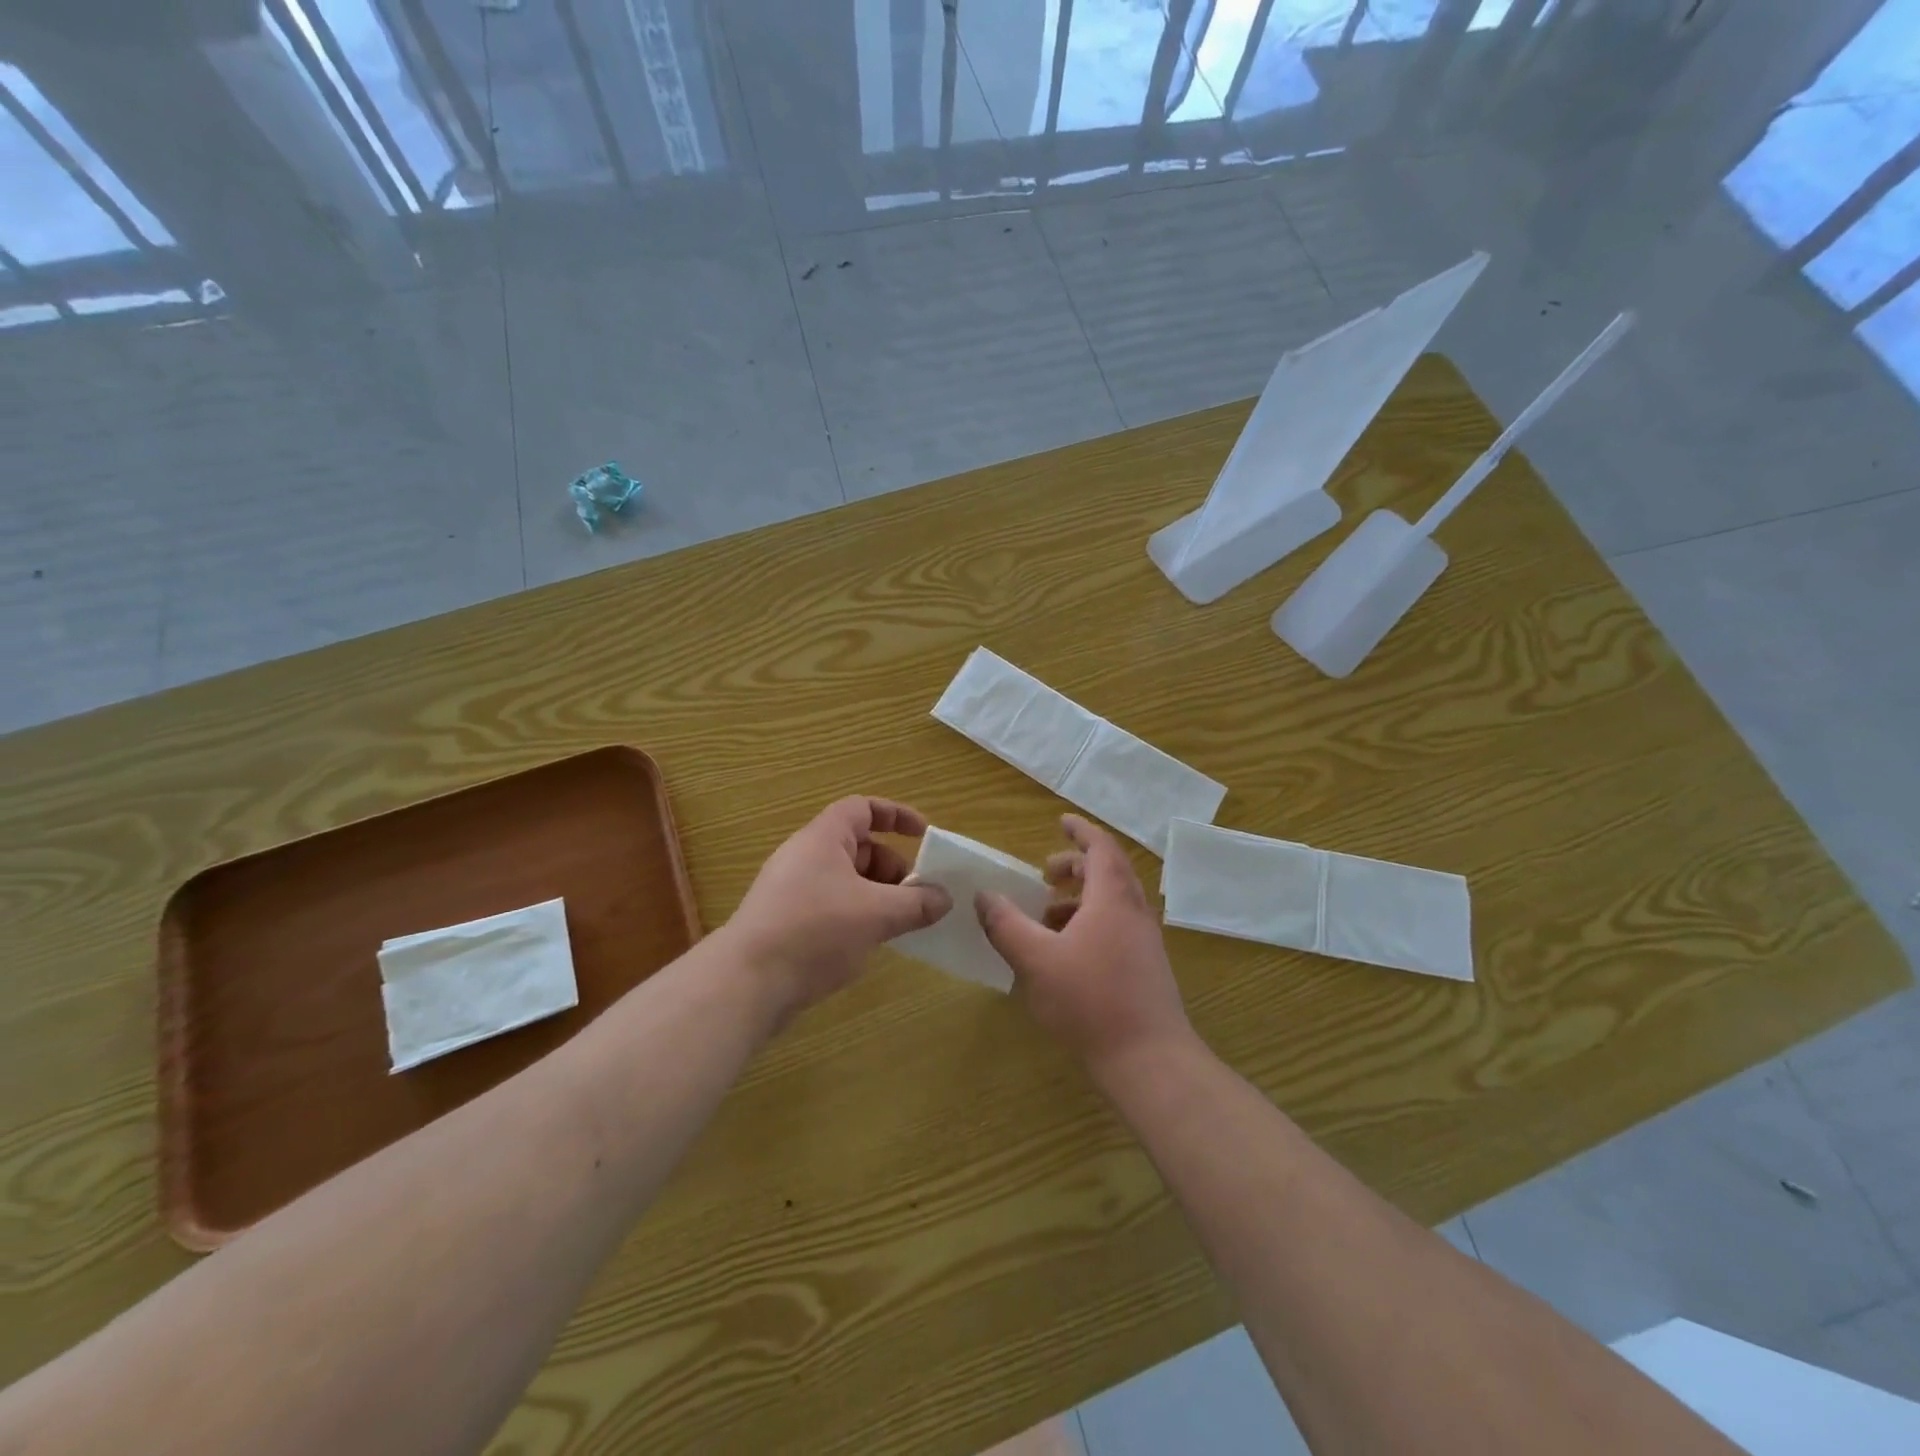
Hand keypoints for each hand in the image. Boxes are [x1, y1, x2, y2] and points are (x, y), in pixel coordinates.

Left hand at [726, 797, 951, 1021]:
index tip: (923, 835)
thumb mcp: (876, 914)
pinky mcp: (786, 921)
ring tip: (899, 924)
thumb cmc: (815, 931)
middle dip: (892, 867)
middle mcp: (805, 856)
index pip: (863, 808)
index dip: (896, 815)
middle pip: (858, 847)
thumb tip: (944, 898)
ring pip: (846, 880)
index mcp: (823, 838)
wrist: (746, 982)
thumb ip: (916, 903)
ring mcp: (792, 890)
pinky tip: (869, 943)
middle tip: (916, 896)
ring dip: (877, 895)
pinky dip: (857, 915)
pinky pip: (831, 905)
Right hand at [976, 815, 1193, 1074]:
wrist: (1149, 1060)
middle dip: (1075, 866)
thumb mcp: (1036, 960)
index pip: (1100, 847)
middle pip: (1108, 872)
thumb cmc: (1090, 1001)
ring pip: (1112, 902)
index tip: (1060, 821)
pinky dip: (1090, 923)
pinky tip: (1065, 954)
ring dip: (1080, 899)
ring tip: (1046, 916)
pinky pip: (1116, 927)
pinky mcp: (1146, 967)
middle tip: (1043, 875)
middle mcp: (1134, 912)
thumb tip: (984, 896)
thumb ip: (1006, 925)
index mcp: (1112, 898)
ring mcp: (1145, 941)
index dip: (1080, 831)